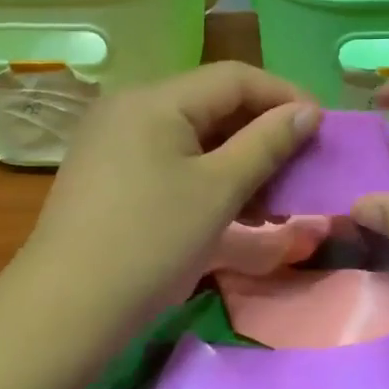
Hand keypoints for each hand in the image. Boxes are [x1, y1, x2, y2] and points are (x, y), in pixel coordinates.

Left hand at [15, 63, 318, 328]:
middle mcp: (130, 107)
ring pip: (193, 135)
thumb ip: (266, 143)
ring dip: (238, 159)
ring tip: (273, 198)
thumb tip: (307, 112)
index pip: (234, 77)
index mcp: (154, 98)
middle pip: (212, 103)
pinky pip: (170, 158)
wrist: (65, 311)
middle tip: (301, 165)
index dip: (284, 96)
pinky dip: (207, 175)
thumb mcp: (218, 190)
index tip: (323, 127)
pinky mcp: (108, 173)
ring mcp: (114, 140)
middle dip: (262, 132)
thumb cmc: (150, 243)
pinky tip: (233, 207)